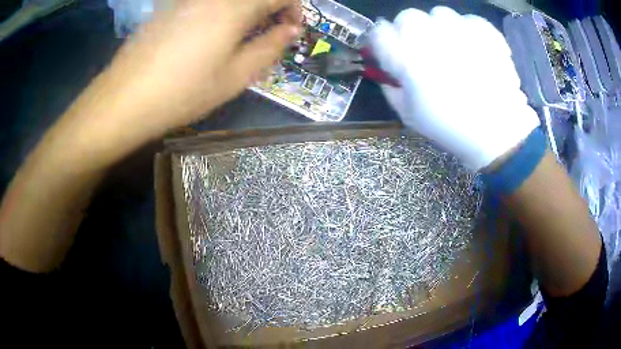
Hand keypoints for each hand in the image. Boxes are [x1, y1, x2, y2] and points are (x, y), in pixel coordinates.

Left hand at [91, 0, 300, 140]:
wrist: (124, 99)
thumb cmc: (182, 92)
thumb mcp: (234, 77)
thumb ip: (269, 48)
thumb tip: (291, 30)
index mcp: (234, 7)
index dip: (294, 8)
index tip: (292, 28)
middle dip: (270, 8)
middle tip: (268, 32)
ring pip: (230, 0)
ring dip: (246, 10)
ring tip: (240, 36)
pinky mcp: (170, 6)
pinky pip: (207, 3)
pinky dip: (222, 11)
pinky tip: (210, 33)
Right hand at [369, 6, 539, 170]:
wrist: (497, 131)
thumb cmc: (450, 127)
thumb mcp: (409, 115)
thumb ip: (391, 87)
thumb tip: (388, 71)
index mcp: (406, 56)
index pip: (379, 32)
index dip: (383, 42)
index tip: (391, 52)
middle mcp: (429, 34)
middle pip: (407, 17)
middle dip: (410, 31)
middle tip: (424, 50)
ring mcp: (459, 29)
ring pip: (439, 14)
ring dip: (440, 28)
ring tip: (453, 49)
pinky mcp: (484, 30)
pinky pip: (467, 20)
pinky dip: (468, 31)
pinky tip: (474, 49)